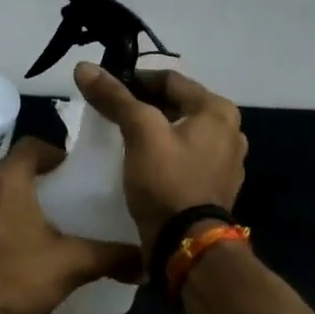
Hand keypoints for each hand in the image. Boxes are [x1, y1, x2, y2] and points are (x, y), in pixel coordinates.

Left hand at [0, 137, 137, 313]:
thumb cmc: (17, 276)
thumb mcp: (71, 264)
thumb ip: (110, 257)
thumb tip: (145, 261)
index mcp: (7, 181)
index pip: (31, 145)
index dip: (56, 153)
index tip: (77, 171)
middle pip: (16, 168)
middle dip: (44, 178)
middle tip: (72, 196)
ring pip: (1, 192)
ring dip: (25, 200)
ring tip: (54, 221)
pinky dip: (8, 219)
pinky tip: (27, 246)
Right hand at [73, 63, 246, 254]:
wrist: (187, 246)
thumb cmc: (167, 180)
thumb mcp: (139, 132)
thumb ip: (114, 97)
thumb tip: (84, 66)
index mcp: (218, 111)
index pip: (170, 80)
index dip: (135, 79)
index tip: (105, 88)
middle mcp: (230, 131)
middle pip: (177, 105)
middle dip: (144, 106)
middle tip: (111, 112)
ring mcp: (226, 162)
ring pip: (181, 132)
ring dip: (154, 131)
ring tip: (123, 137)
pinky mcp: (215, 187)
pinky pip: (185, 158)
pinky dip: (164, 154)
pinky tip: (142, 163)